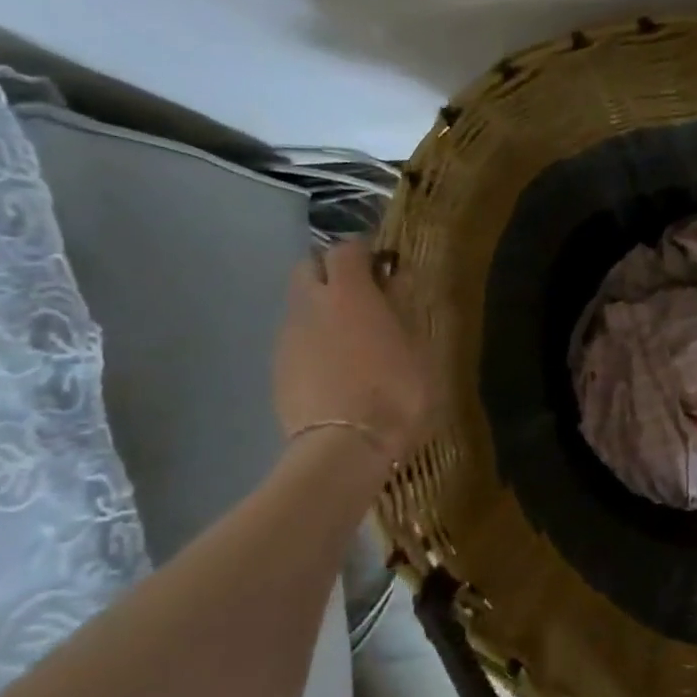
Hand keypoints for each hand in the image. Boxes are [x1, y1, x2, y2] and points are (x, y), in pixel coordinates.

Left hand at [273, 239, 431, 463]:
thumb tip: (396, 281)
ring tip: (348, 333)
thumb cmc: (395, 394)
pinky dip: (312, 337)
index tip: (383, 265)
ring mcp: (289, 336)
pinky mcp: (278, 366)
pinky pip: (295, 336)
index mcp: (350, 294)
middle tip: (360, 293)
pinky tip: (334, 364)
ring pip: (299, 303)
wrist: (344, 447)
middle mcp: (311, 305)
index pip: (347, 250)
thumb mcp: (418, 350)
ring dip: (320, 306)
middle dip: (331, 271)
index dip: (364, 252)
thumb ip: (403, 310)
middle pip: (309, 267)